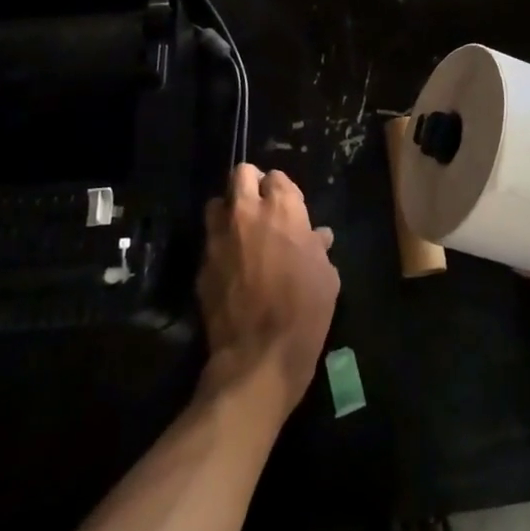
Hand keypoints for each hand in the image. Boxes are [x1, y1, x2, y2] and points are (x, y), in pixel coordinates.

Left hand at [198, 165, 340, 417]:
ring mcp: (219, 238)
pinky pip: (209, 244)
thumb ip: (318, 248)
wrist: (260, 356)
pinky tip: (231, 269)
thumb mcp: (327, 276)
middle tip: (260, 207)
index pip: (276, 176)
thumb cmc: (305, 310)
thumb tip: (317, 237)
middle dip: (250, 184)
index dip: (282, 190)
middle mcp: (246, 213)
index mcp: (282, 208)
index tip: (288, 208)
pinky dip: (219, 248)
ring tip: (240, 233)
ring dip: (228, 212)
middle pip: (240, 175)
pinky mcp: (202, 266)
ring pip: (215, 204)